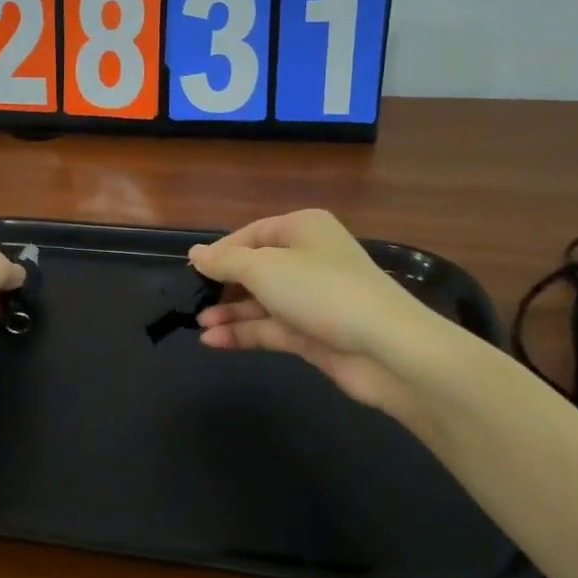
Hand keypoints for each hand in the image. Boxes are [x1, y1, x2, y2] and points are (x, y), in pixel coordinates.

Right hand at [189, 210, 447, 424]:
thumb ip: (225, 261)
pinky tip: (213, 340)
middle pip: (256, 268)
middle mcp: (308, 259)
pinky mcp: (312, 333)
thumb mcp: (265, 268)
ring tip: (198, 324)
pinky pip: (270, 328)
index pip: (251, 234)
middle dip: (224, 285)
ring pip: (261, 301)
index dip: (220, 251)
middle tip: (191, 299)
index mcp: (302, 229)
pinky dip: (244, 333)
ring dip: (230, 312)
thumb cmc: (321, 291)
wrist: (386, 348)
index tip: (191, 270)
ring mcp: (311, 298)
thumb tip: (195, 253)